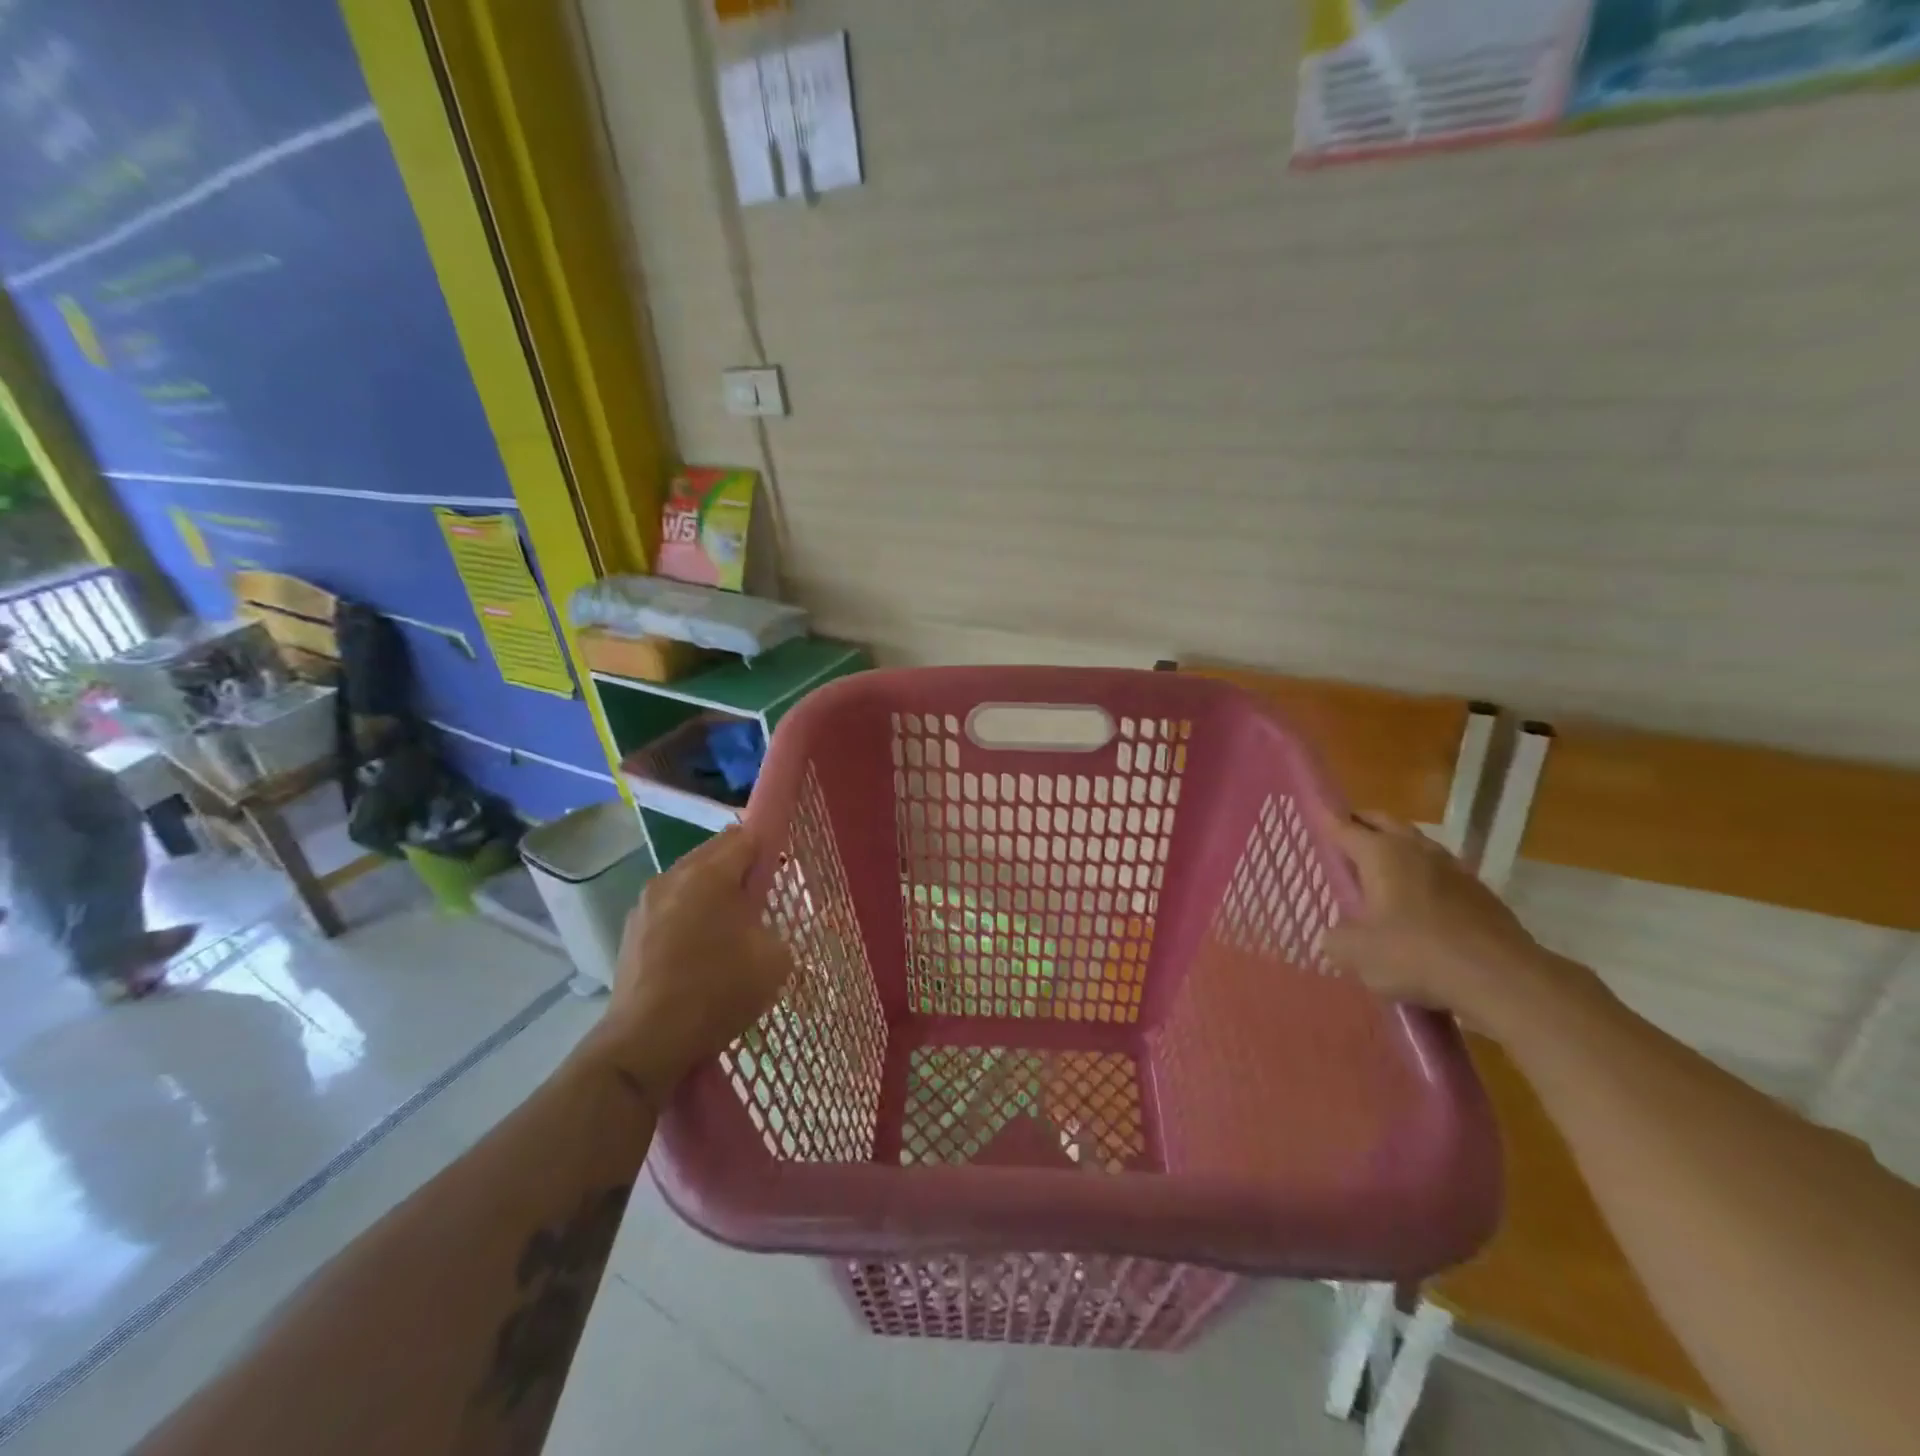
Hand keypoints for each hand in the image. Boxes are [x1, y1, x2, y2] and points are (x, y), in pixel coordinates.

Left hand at [584, 826, 794, 1093]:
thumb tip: (760, 923)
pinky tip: (699, 949)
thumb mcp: (774, 960)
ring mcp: (646, 903)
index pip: (747, 836)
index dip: (769, 847)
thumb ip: (775, 926)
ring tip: (730, 927)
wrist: (646, 1042)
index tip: (782, 871)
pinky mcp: (631, 930)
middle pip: (716, 852)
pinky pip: (671, 906)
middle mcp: (674, 876)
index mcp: (710, 874)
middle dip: (741, 868)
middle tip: (762, 900)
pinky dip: (690, 914)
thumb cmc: (717, 992)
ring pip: (690, 879)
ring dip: (713, 891)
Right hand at [1322, 812, 1542, 1016]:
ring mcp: (1453, 869)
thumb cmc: (1415, 954)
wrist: (1502, 979)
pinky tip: (1418, 901)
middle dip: (1362, 823)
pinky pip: (1440, 873)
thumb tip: (1333, 937)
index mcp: (1380, 853)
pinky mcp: (1480, 894)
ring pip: (1416, 844)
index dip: (1325, 820)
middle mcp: (1416, 850)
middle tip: (1344, 833)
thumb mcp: (1356, 953)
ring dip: (1396, 847)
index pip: (1343, 827)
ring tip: (1380, 866)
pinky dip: (1423, 876)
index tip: (1312, 811)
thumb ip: (1335, 939)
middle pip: (1383, 822)